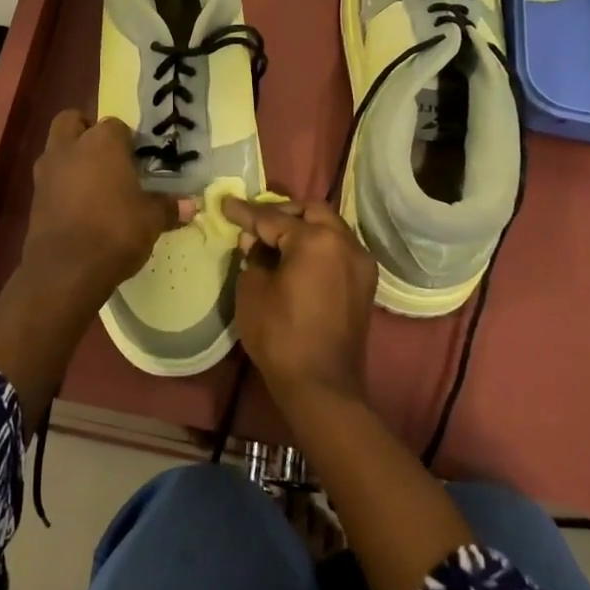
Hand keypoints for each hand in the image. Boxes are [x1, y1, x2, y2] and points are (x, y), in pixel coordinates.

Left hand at [23, 111, 193, 298]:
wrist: (66, 268)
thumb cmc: (115, 230)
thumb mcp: (151, 220)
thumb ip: (168, 207)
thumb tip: (191, 206)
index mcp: (102, 142)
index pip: (116, 125)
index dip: (127, 140)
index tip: (138, 159)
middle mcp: (70, 148)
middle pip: (71, 121)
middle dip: (85, 131)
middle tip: (106, 155)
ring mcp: (46, 172)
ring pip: (56, 149)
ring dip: (70, 158)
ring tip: (93, 183)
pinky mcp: (34, 198)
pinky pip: (49, 179)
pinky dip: (61, 185)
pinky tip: (79, 207)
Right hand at [220, 197, 376, 410]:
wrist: (321, 386)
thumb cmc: (280, 336)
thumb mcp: (252, 290)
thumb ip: (253, 257)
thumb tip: (256, 243)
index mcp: (316, 240)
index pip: (273, 218)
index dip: (245, 212)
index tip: (225, 203)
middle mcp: (345, 243)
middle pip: (311, 211)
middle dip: (282, 212)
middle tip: (255, 222)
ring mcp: (360, 263)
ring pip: (330, 228)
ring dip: (303, 227)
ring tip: (274, 239)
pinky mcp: (364, 283)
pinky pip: (339, 249)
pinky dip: (318, 245)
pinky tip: (296, 258)